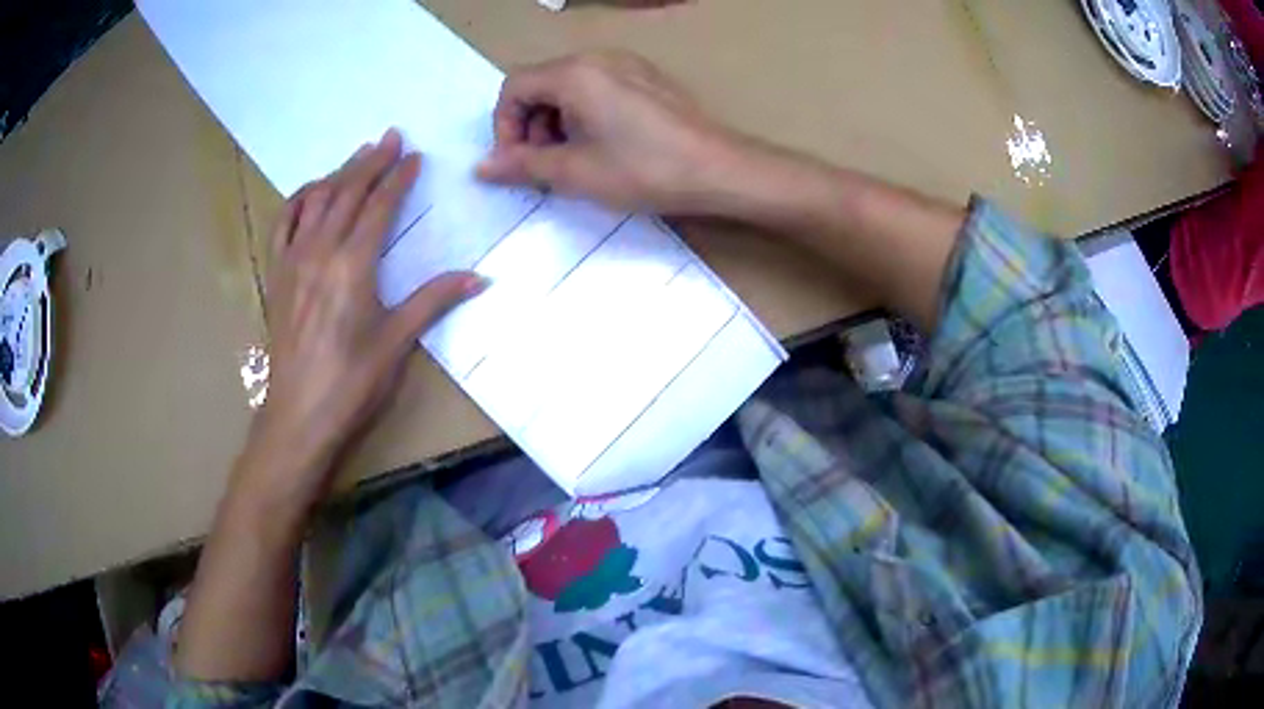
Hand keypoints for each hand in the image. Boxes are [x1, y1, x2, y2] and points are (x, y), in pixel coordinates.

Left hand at [243, 129, 484, 509]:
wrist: (299, 415)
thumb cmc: (352, 383)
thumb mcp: (398, 342)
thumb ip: (435, 300)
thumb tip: (482, 278)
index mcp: (354, 265)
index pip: (379, 207)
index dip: (397, 178)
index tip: (413, 156)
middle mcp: (320, 251)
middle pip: (346, 193)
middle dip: (370, 162)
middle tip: (389, 137)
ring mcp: (293, 261)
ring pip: (315, 201)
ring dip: (337, 174)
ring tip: (356, 157)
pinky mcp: (277, 275)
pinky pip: (284, 224)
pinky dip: (298, 200)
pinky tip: (310, 193)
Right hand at [477, 52, 738, 212]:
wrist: (719, 169)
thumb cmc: (644, 169)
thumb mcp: (575, 172)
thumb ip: (522, 164)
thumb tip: (481, 167)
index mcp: (574, 74)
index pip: (514, 87)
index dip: (504, 126)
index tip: (516, 161)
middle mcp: (598, 58)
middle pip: (541, 84)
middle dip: (531, 125)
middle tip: (545, 165)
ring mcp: (627, 65)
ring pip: (569, 87)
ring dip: (557, 122)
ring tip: (575, 160)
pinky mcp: (647, 79)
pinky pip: (599, 88)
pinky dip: (585, 115)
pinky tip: (604, 146)